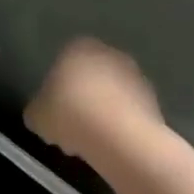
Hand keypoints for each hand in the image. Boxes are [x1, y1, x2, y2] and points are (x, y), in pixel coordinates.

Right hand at [24, 38, 166, 166]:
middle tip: (70, 125)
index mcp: (78, 47)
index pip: (62, 61)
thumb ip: (38, 109)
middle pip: (90, 77)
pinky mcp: (156, 103)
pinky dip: (120, 125)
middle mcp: (110, 55)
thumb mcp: (36, 115)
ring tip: (91, 141)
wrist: (121, 139)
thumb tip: (42, 114)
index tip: (53, 109)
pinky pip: (129, 113)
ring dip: (102, 112)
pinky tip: (110, 146)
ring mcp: (137, 78)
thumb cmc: (70, 114)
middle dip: (81, 98)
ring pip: (111, 95)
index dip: (56, 87)